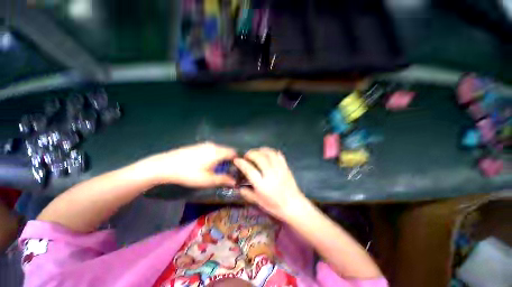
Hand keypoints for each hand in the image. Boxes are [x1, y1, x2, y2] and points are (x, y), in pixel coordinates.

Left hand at [148, 142, 237, 187]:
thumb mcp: (208, 180)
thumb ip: (223, 180)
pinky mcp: (198, 145)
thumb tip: (235, 182)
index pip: (234, 153)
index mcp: (218, 152)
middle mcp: (214, 145)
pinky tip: (208, 162)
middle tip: (229, 169)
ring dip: (222, 156)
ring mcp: (205, 144)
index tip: (238, 168)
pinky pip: (212, 148)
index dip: (238, 159)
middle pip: (227, 150)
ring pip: (219, 149)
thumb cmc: (189, 173)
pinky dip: (215, 154)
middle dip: (230, 159)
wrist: (165, 165)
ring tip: (219, 167)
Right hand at [233, 147, 307, 220]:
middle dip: (251, 153)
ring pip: (269, 153)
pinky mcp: (286, 167)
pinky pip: (278, 155)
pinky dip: (271, 151)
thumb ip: (248, 194)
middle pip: (259, 158)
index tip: (237, 160)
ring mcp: (279, 169)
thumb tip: (239, 187)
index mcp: (262, 185)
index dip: (241, 163)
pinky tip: (267, 153)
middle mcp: (271, 174)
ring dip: (261, 150)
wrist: (294, 205)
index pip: (249, 170)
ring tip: (256, 152)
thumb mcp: (259, 202)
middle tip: (247, 155)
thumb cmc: (275, 206)